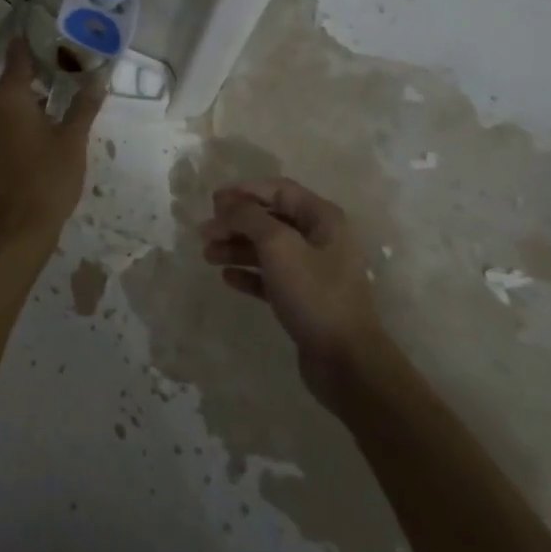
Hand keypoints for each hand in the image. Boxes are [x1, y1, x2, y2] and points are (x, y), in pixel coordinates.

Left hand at [0, 38, 103, 253]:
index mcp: (6, 97)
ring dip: (28, 102)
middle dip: (38, 76)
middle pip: (11, 81)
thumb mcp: (72, 142)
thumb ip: (83, 107)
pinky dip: (17, 122)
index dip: (35, 44)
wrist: (10, 235)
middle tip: (69, 75)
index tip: (54, 37)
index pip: (18, 56)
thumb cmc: (45, 181)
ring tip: (60, 105)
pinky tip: (41, 134)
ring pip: (4, 105)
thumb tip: (98, 79)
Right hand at [199, 178, 390, 404]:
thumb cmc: (314, 294)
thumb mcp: (279, 246)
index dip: (245, 191)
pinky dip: (249, 274)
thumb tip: (228, 204)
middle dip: (235, 223)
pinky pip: (270, 277)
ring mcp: (313, 270)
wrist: (346, 361)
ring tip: (207, 256)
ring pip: (267, 249)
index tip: (213, 202)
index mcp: (323, 218)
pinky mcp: (304, 298)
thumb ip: (250, 217)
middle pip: (270, 219)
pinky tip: (227, 278)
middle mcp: (320, 239)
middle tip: (204, 234)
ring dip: (236, 248)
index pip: (279, 190)